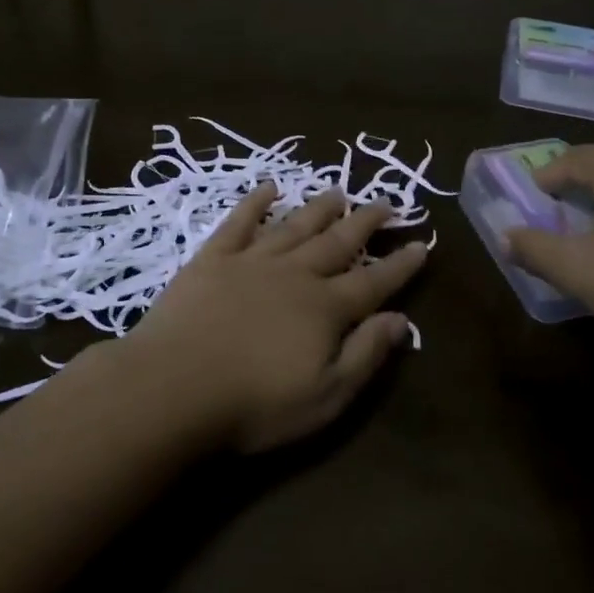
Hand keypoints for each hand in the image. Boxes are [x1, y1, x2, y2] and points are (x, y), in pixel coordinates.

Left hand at [124, 184, 427, 453]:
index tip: (421, 243)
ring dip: (319, 209)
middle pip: (338, 243)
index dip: (400, 264)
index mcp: (324, 308)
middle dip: (365, 223)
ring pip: (295, 226)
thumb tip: (401, 320)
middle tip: (386, 202)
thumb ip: (365, 355)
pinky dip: (255, 203)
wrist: (172, 388)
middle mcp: (294, 274)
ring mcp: (251, 261)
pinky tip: (268, 188)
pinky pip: (239, 223)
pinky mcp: (212, 259)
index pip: (373, 281)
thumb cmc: (254, 404)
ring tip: (339, 192)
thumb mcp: (326, 396)